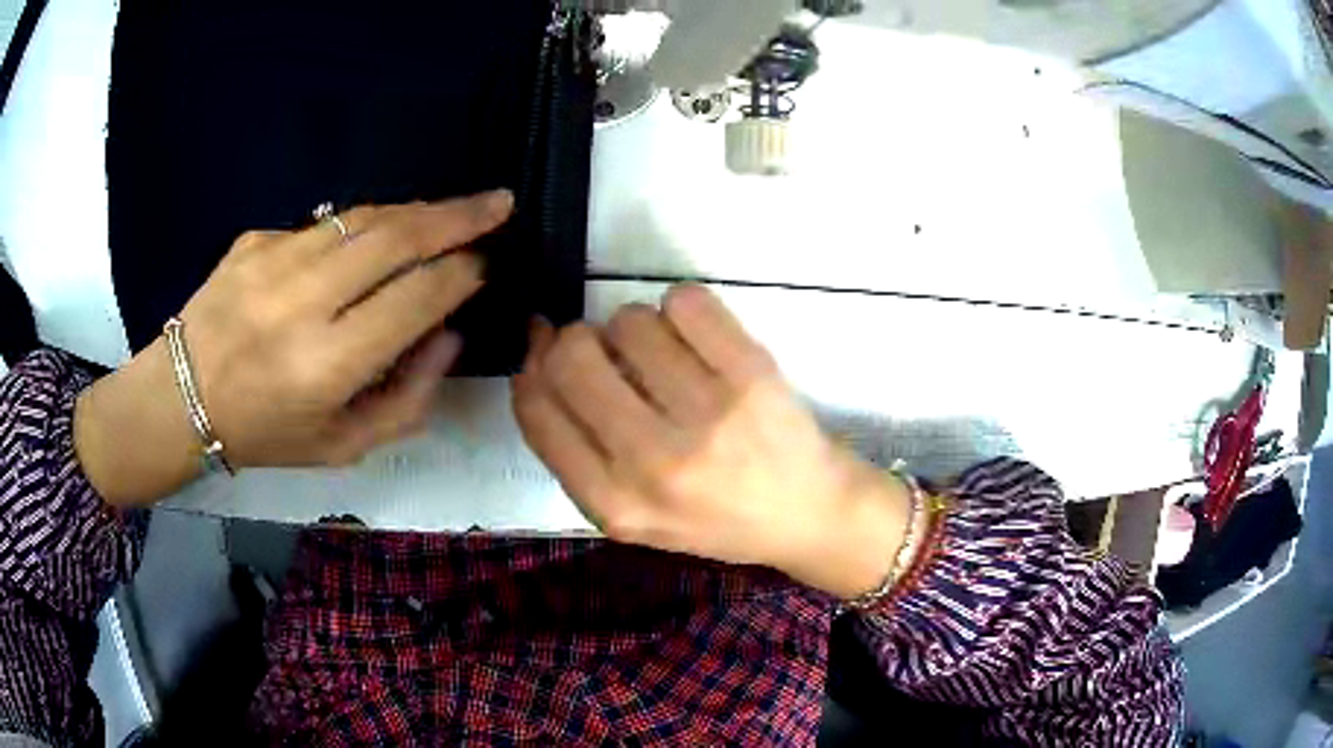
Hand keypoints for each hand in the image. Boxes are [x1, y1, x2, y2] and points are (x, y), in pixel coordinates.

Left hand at [76, 191, 513, 505]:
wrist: (181, 398)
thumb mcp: (344, 447)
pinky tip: (369, 243)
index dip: (460, 275)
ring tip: (449, 212)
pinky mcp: (255, 239)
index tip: (486, 263)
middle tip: (499, 202)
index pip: (416, 299)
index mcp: (326, 366)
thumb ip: (409, 399)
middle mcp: (301, 303)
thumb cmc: (266, 434)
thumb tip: (449, 333)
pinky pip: (323, 226)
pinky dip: (359, 229)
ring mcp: (273, 260)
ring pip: (363, 218)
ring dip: (414, 212)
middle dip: (458, 217)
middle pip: (396, 239)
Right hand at [513, 285, 910, 599]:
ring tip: (665, 356)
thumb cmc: (713, 517)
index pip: (536, 407)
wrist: (807, 513)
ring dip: (636, 327)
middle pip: (573, 356)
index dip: (532, 364)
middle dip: (578, 340)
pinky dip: (681, 307)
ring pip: (628, 321)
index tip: (544, 346)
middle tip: (610, 353)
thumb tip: (538, 353)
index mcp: (613, 504)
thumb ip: (575, 449)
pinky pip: (684, 300)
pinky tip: (697, 337)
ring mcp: (707, 416)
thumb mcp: (631, 515)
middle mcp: (653, 463)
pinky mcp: (752, 375)